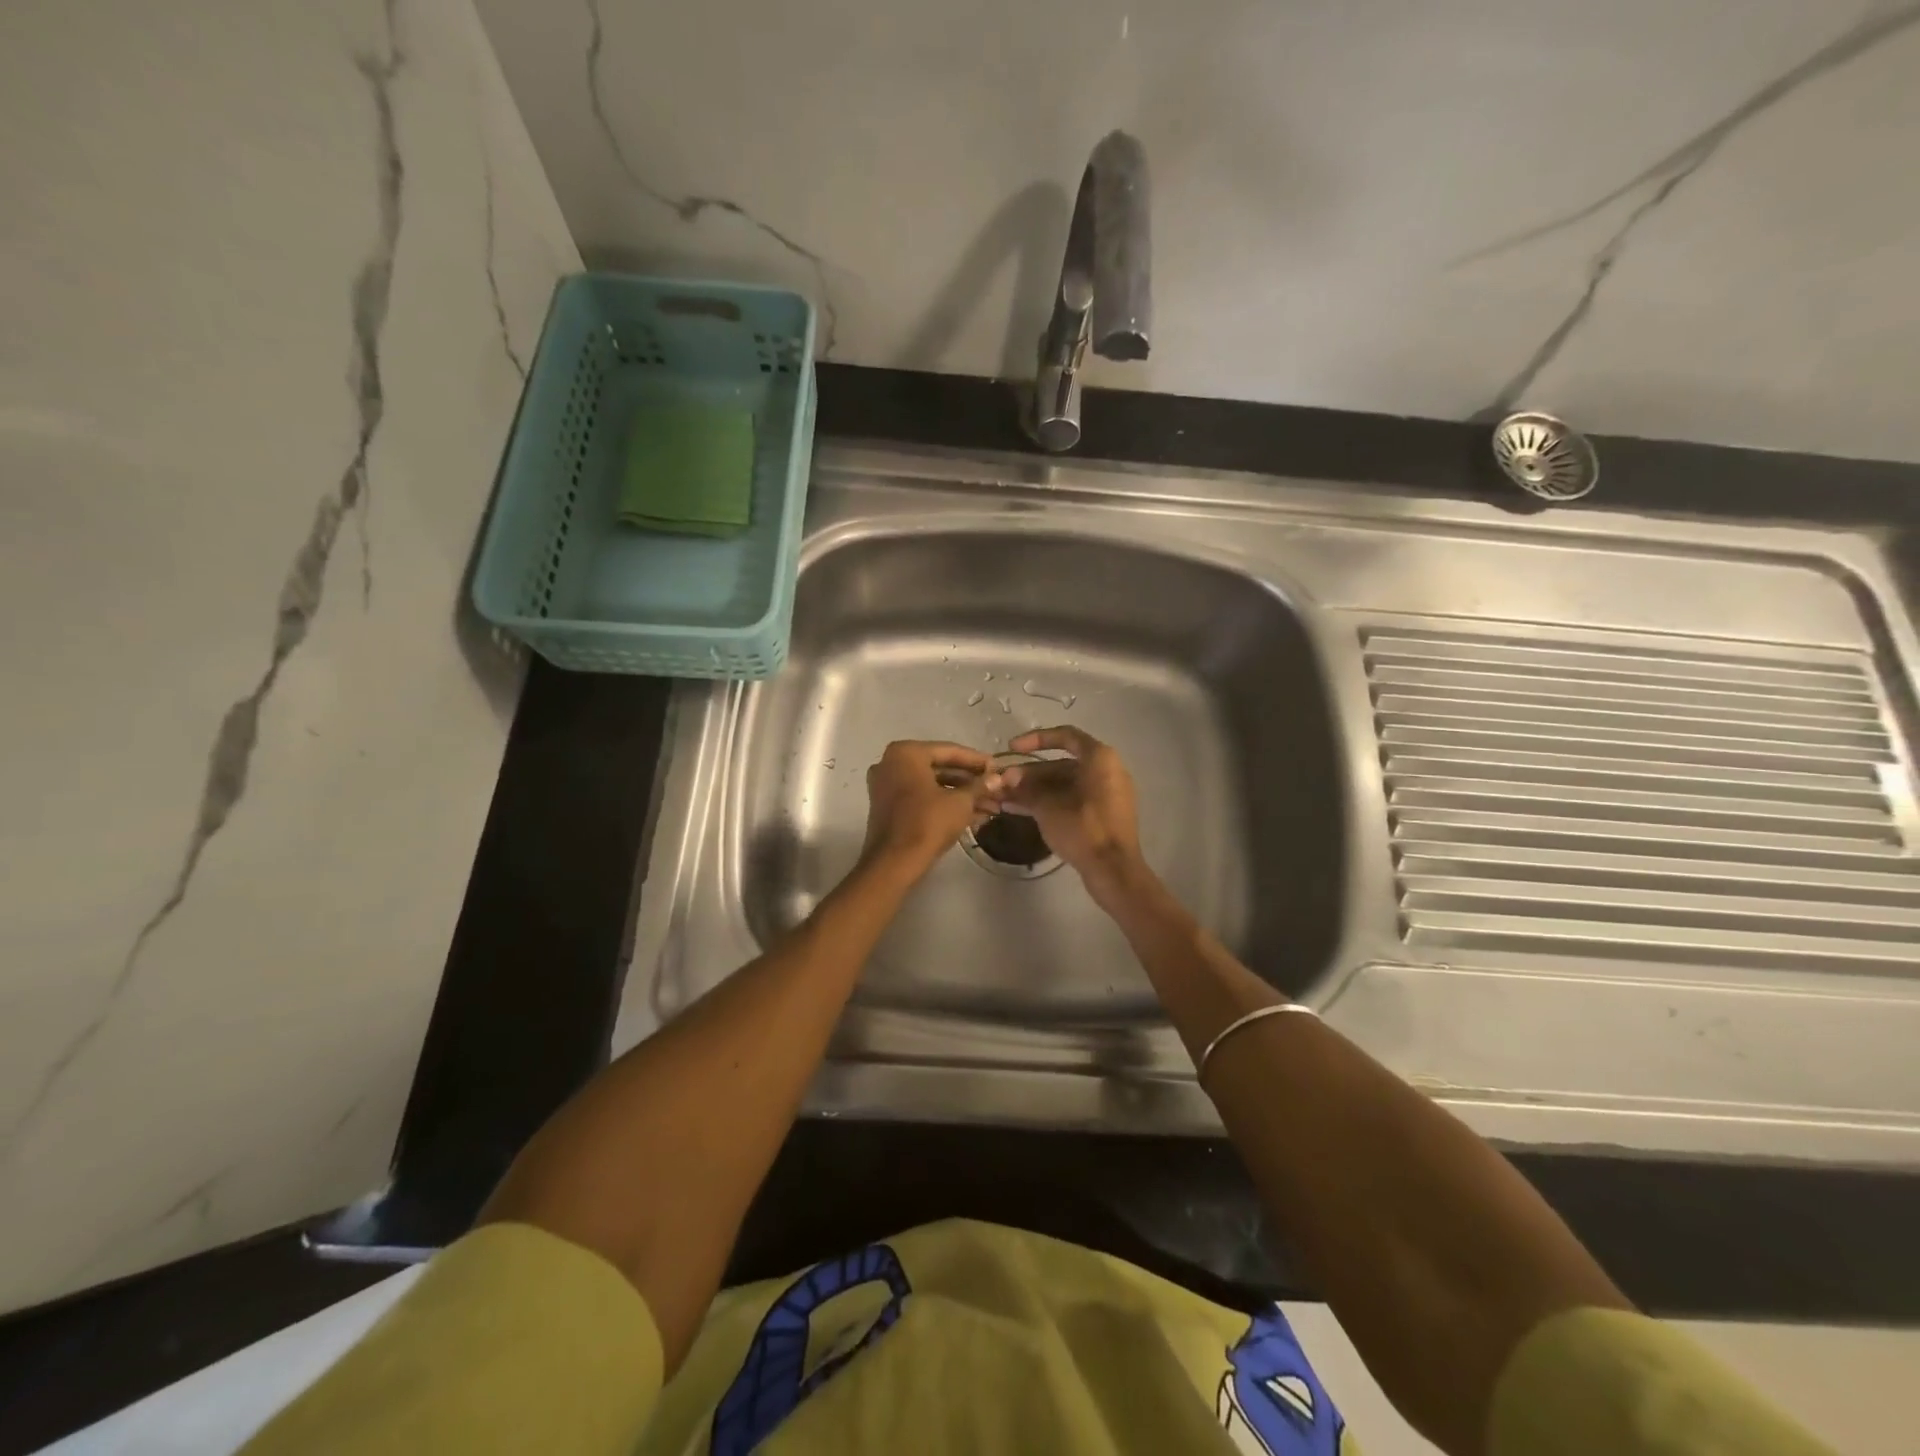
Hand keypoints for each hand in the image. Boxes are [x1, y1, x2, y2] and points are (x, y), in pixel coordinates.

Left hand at [861, 740, 1000, 877]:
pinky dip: (943, 802)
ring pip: (931, 784)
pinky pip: (920, 796)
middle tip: (995, 788)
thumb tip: (998, 778)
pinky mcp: (887, 806)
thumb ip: (979, 786)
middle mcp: (891, 763)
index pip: (949, 751)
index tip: (997, 767)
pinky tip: (972, 814)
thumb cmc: (928, 823)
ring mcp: (886, 785)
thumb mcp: (960, 802)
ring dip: (960, 794)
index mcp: (906, 753)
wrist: (894, 862)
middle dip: (970, 781)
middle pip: (939, 767)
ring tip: (990, 805)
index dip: (977, 761)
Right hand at [999, 727, 1144, 903]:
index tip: (1011, 748)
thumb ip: (1026, 790)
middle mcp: (1107, 770)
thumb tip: (1005, 780)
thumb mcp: (1049, 808)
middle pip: (1062, 763)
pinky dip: (1049, 802)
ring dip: (1035, 790)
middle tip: (1003, 782)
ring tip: (1004, 798)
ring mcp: (1106, 794)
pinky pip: (1072, 799)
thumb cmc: (1084, 830)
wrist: (1114, 870)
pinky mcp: (1102, 814)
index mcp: (1100, 759)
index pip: (1065, 736)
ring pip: (1064, 784)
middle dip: (1029, 773)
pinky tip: (1020, 810)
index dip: (1036, 739)